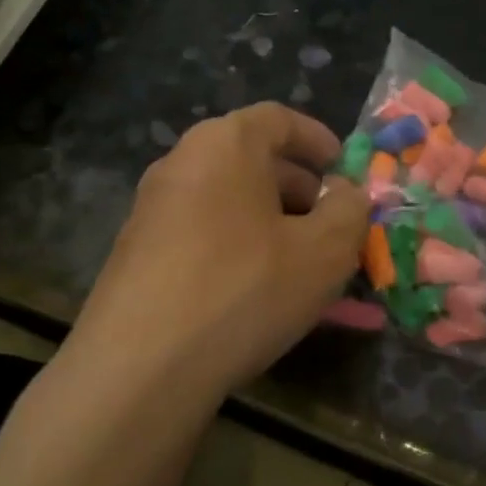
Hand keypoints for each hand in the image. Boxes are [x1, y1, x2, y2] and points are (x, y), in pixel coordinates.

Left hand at [66, 103, 371, 405]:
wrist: (139, 367)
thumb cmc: (243, 289)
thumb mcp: (324, 251)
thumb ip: (349, 211)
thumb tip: (347, 194)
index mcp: (225, 144)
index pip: (279, 118)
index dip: (318, 140)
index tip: (344, 171)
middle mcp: (181, 163)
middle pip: (251, 160)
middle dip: (300, 189)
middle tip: (331, 225)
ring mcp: (151, 209)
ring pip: (228, 202)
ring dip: (270, 224)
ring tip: (301, 266)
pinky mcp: (135, 253)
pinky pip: (202, 236)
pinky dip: (237, 250)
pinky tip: (257, 293)